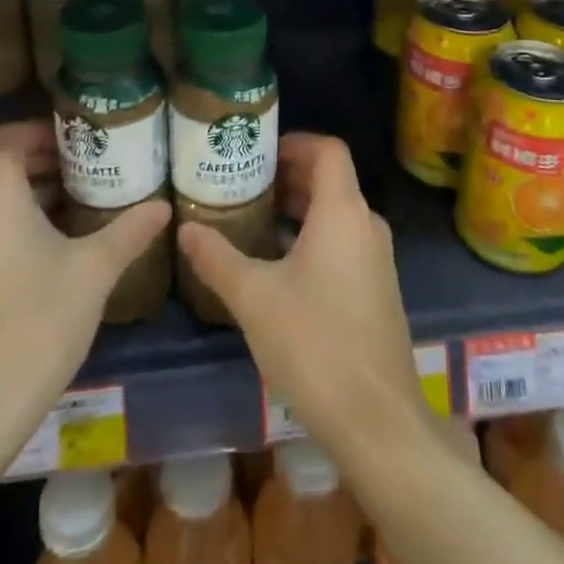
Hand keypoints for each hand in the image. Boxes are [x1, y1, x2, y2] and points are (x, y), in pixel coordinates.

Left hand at [0, 121, 169, 420]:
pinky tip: (56, 250)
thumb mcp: (95, 270)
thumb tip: (164, 207)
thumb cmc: (35, 321)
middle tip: (97, 169)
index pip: (13, 135)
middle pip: (4, 166)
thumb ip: (130, 230)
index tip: (87, 138)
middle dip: (50, 163)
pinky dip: (17, 226)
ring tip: (84, 205)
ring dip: (35, 196)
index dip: (49, 130)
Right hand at [178, 134, 426, 454]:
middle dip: (288, 177)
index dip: (294, 142)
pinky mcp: (378, 290)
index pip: (328, 150)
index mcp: (342, 212)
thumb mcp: (254, 298)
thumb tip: (185, 229)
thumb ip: (217, 258)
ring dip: (298, 210)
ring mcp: (377, 259)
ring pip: (337, 214)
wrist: (378, 421)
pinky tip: (279, 266)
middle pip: (331, 180)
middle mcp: (366, 225)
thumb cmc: (314, 344)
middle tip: (244, 184)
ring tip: (254, 221)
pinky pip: (345, 242)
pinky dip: (313, 237)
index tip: (258, 152)